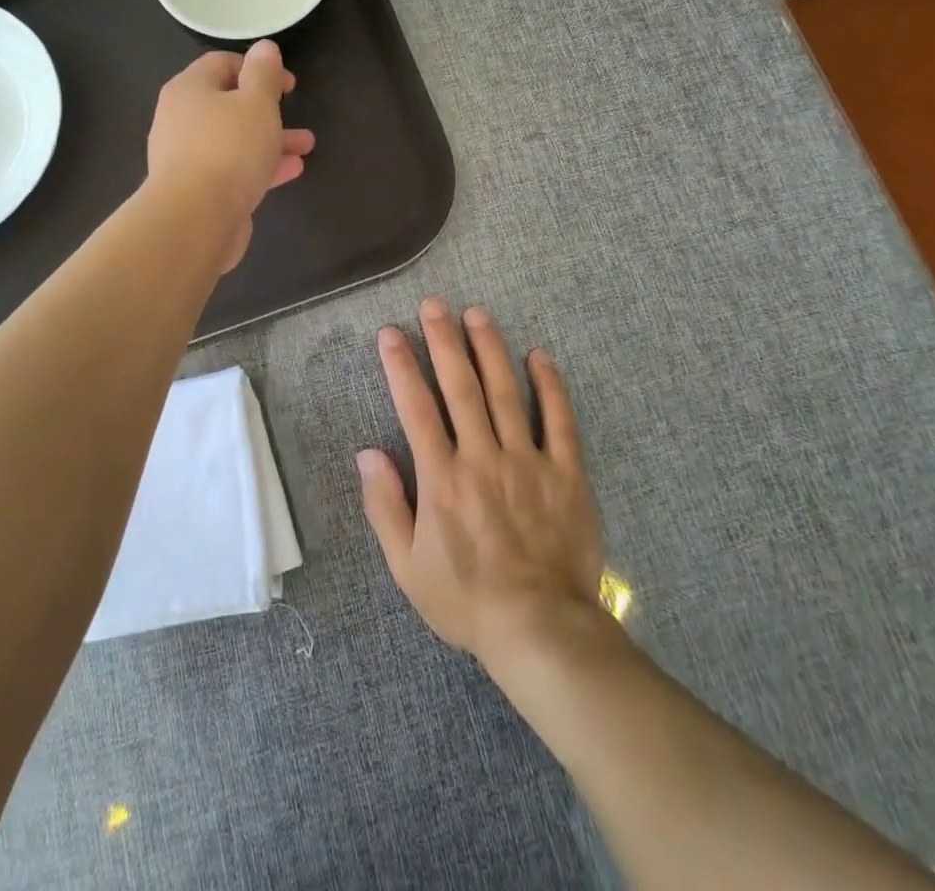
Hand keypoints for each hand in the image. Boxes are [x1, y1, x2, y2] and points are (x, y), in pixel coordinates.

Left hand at [146, 40, 314, 272]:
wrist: (196, 218)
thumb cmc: (229, 149)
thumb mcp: (256, 102)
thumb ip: (264, 73)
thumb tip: (265, 48)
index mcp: (189, 89)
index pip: (221, 63)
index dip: (257, 67)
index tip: (287, 83)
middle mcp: (181, 119)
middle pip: (227, 103)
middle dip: (267, 108)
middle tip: (294, 110)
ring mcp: (186, 157)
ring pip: (234, 139)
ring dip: (270, 139)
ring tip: (306, 145)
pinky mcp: (197, 189)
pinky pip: (233, 168)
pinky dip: (260, 165)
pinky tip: (291, 170)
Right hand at [356, 298, 604, 663]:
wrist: (541, 630)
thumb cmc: (466, 600)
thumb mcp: (406, 566)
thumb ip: (385, 506)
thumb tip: (368, 453)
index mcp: (441, 478)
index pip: (416, 408)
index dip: (401, 366)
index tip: (391, 332)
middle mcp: (482, 458)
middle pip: (460, 387)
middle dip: (444, 341)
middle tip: (434, 304)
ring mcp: (527, 462)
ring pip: (506, 392)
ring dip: (489, 349)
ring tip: (477, 314)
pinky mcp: (566, 473)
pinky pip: (559, 421)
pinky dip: (550, 386)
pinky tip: (539, 355)